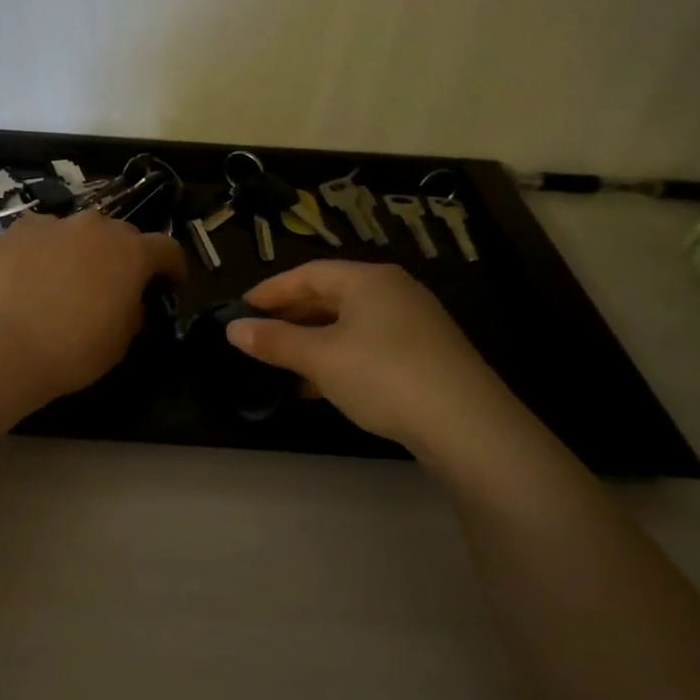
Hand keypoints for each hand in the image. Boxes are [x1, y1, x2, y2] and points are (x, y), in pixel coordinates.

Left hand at [0, 211, 185, 401]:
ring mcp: (56, 224)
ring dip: (83, 249)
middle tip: (114, 283)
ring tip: (69, 276)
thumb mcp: (120, 342)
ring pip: (80, 230)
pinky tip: (33, 272)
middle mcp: (97, 227)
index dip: (173, 267)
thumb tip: (131, 302)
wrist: (3, 345)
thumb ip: (134, 312)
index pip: (167, 249)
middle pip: (122, 234)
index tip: (170, 285)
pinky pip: (43, 233)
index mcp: (132, 253)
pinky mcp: (20, 229)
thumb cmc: (73, 350)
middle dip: (125, 256)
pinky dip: (46, 248)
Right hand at [226, 261, 518, 451]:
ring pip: (347, 324)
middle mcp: (392, 291)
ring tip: (280, 363)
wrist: (468, 426)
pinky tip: (319, 384)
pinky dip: (337, 357)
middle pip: (328, 296)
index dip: (269, 291)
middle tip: (256, 337)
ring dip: (311, 341)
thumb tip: (232, 329)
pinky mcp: (424, 354)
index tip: (239, 310)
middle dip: (289, 317)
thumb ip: (273, 341)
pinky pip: (367, 344)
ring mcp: (412, 323)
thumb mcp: (319, 358)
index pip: (307, 274)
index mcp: (367, 280)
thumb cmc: (383, 376)